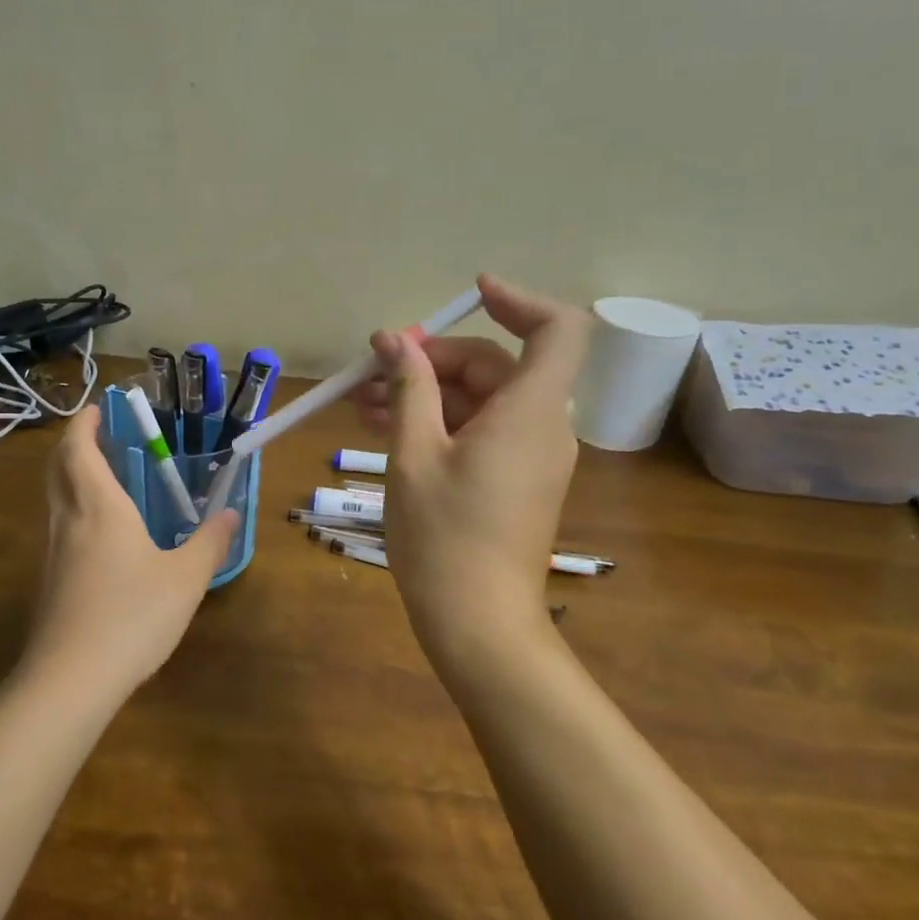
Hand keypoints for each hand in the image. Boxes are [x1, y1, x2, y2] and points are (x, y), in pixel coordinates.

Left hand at [21, 405, 238, 695]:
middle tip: (103, 436)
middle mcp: (68, 521)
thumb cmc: (133, 615)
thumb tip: (231, 513)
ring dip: (73, 478)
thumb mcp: (186, 578)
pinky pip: (60, 529)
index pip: (79, 449)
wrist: (71, 679)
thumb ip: (210, 542)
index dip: (84, 423)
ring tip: (109, 479)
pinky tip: (105, 536)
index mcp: (99, 507)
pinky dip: (76, 511)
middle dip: (75, 444)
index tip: (99, 408)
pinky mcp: (51, 583)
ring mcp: (53, 553)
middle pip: (58, 468)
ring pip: (56, 499)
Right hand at [362, 275, 589, 665]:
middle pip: (496, 366)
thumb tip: (394, 340)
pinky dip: (440, 424)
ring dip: (426, 395)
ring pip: (481, 402)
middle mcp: (543, 427)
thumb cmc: (443, 535)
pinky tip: (387, 431)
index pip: (556, 329)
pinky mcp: (517, 482)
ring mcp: (532, 457)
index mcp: (529, 411)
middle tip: (372, 371)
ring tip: (362, 405)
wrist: (477, 623)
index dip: (517, 301)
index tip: (469, 296)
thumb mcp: (413, 453)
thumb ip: (408, 388)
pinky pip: (482, 433)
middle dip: (431, 361)